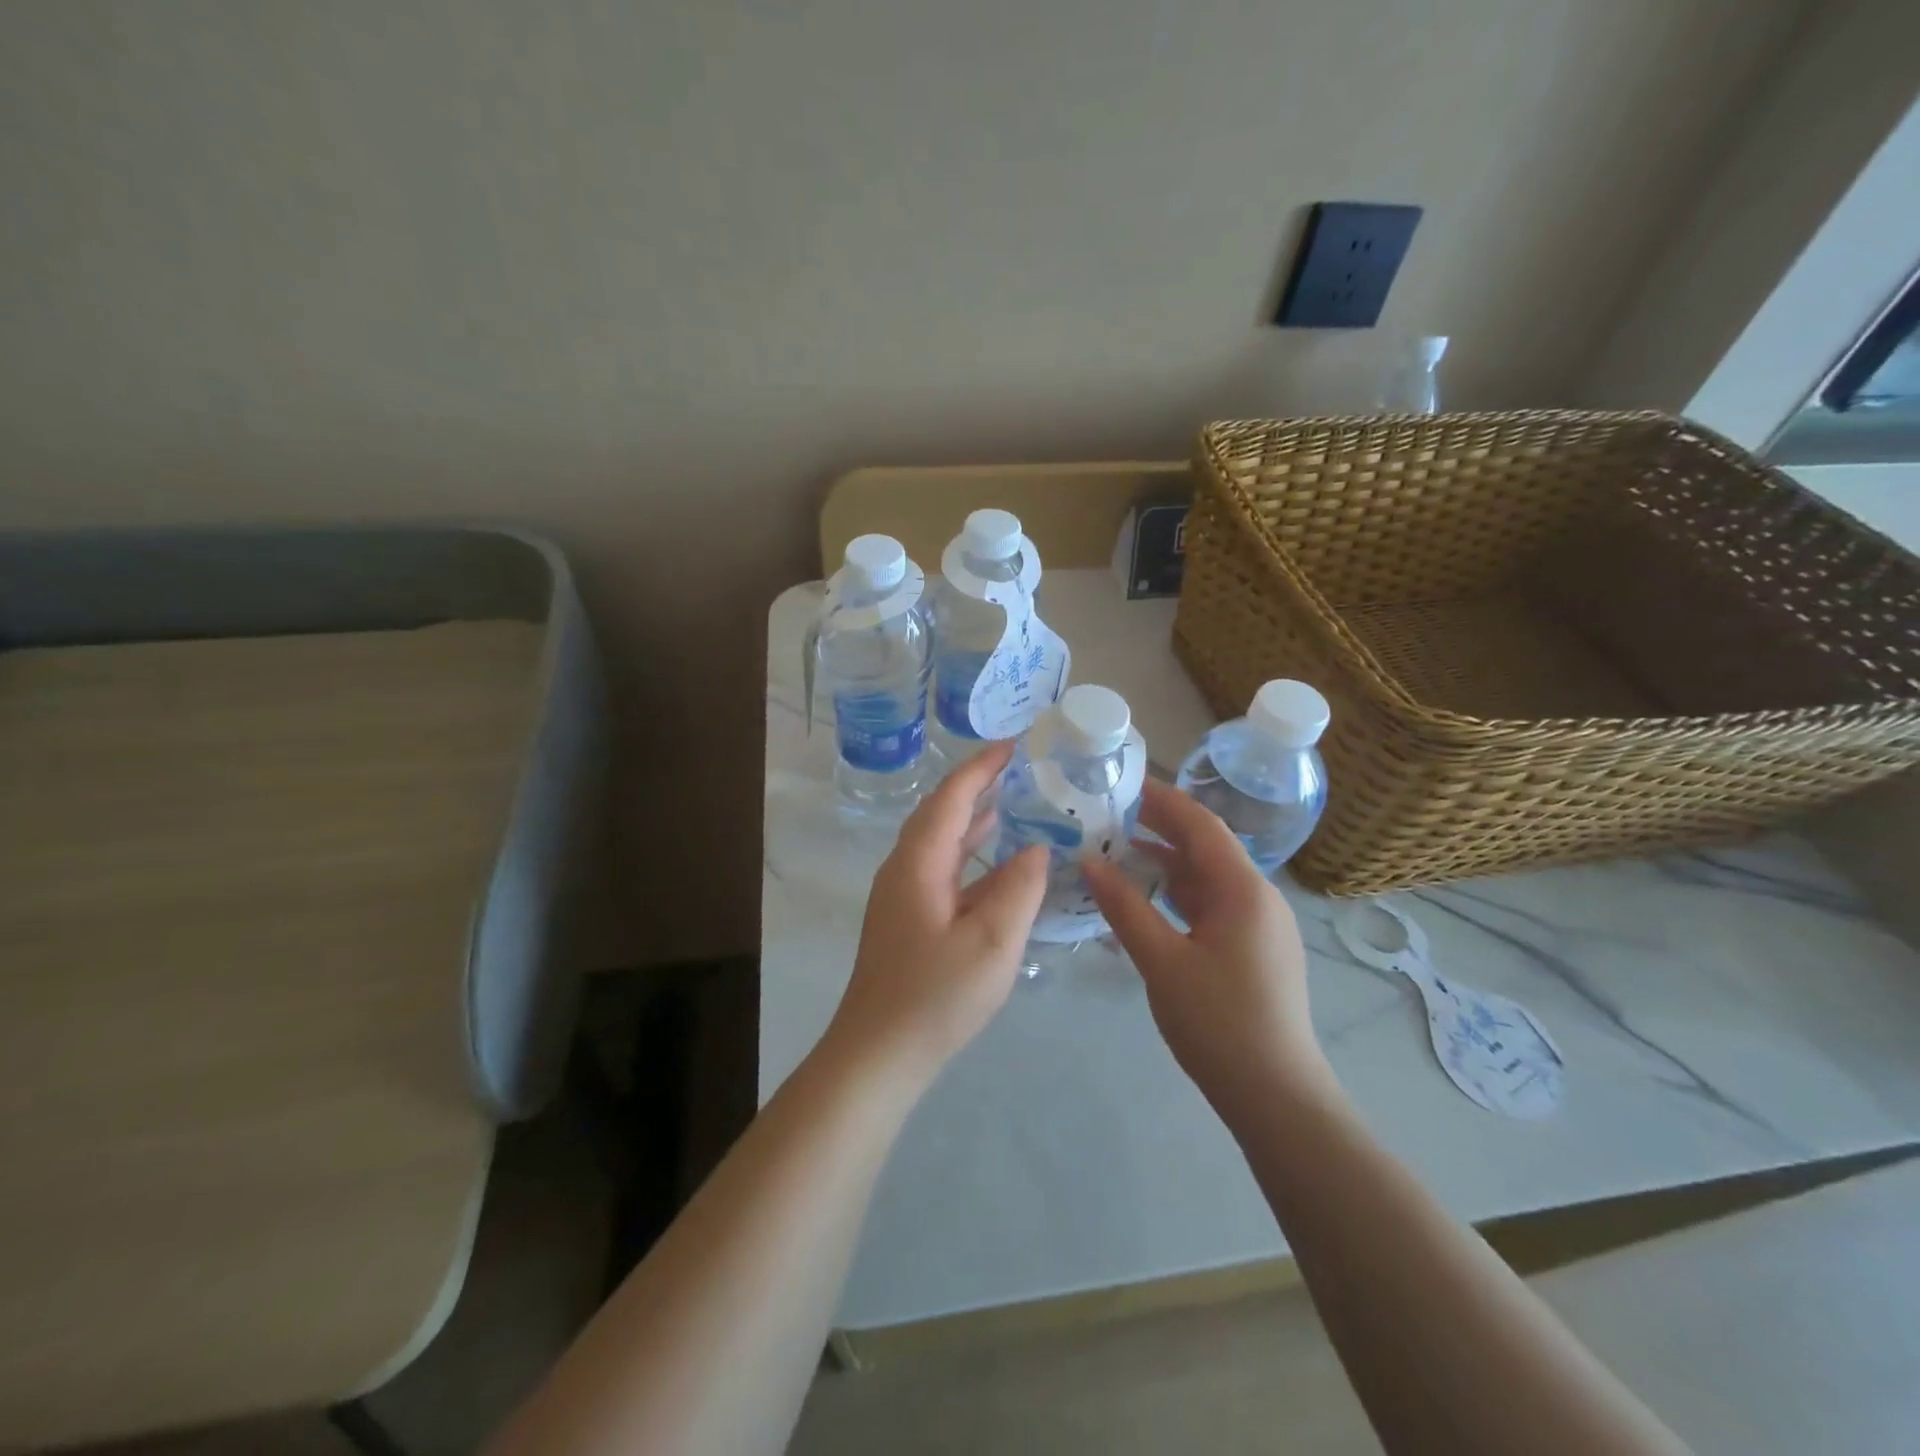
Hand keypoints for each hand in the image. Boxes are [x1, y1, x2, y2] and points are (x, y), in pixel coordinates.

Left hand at [823, 741, 1048, 1087]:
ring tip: (1014, 801)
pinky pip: (943, 869)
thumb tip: (1036, 848)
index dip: (981, 767)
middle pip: (941, 812)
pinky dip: (971, 855)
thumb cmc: (935, 996)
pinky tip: (999, 863)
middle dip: (978, 785)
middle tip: (1020, 768)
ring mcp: (902, 895)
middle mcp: (904, 868)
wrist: (877, 1054)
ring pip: (941, 842)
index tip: (1014, 744)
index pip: (951, 797)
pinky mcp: (908, 918)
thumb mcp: (992, 942)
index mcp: (918, 862)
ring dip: (974, 818)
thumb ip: (1019, 888)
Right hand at [1084, 780, 1332, 1117]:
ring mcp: (1261, 926)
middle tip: (1111, 817)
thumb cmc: (1218, 1022)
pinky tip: (1146, 904)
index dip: (1163, 801)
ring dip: (1167, 865)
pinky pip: (1213, 907)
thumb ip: (1124, 907)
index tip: (1123, 785)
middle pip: (1206, 849)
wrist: (1276, 1095)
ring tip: (1119, 855)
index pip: (1201, 826)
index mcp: (1244, 890)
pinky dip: (1178, 897)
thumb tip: (1088, 862)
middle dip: (1161, 829)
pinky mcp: (1255, 951)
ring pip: (1208, 880)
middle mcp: (1259, 898)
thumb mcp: (1161, 960)